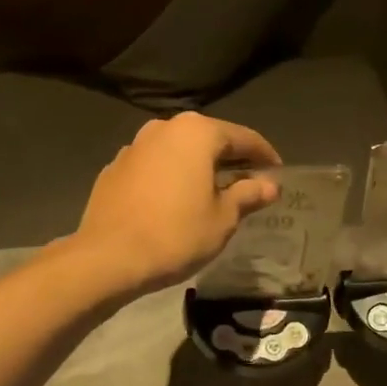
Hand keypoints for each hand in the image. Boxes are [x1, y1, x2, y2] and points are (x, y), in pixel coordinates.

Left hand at [72, 113, 280, 294]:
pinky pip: (155, 167)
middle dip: (231, 160)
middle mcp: (164, 128)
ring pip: (178, 152)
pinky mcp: (114, 168)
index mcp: (197, 133)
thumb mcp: (223, 218)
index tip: (278, 173)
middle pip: (208, 140)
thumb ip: (248, 195)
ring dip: (199, 168)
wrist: (109, 257)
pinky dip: (172, 178)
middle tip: (249, 183)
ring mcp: (134, 146)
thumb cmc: (176, 234)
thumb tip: (270, 185)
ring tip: (213, 193)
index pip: (243, 137)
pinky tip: (176, 202)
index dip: (265, 155)